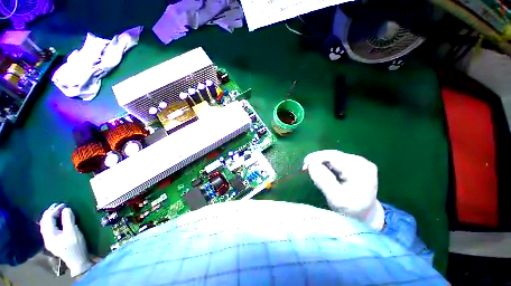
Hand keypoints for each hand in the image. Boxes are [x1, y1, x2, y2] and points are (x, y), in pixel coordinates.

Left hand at [40, 203, 91, 276]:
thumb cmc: (75, 246)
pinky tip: (56, 221)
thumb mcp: (73, 232)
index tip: (64, 204)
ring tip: (57, 210)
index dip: (55, 210)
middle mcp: (46, 237)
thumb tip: (66, 208)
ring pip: (45, 226)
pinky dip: (51, 222)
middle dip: (50, 212)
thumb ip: (68, 219)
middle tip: (58, 205)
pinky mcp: (54, 242)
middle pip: (44, 222)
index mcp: (49, 235)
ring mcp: (49, 241)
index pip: (48, 219)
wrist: (78, 260)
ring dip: (50, 217)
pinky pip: (49, 229)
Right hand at [303, 150, 384, 230]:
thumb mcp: (336, 199)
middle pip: (332, 155)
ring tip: (312, 169)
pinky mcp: (355, 163)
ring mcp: (359, 161)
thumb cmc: (351, 211)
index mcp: (360, 170)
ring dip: (320, 161)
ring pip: (333, 155)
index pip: (333, 157)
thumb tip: (311, 164)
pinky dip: (326, 163)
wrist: (366, 215)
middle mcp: (361, 162)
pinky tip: (322, 169)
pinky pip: (336, 159)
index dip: (315, 159)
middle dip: (317, 159)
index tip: (304, 167)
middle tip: (305, 168)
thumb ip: (324, 181)